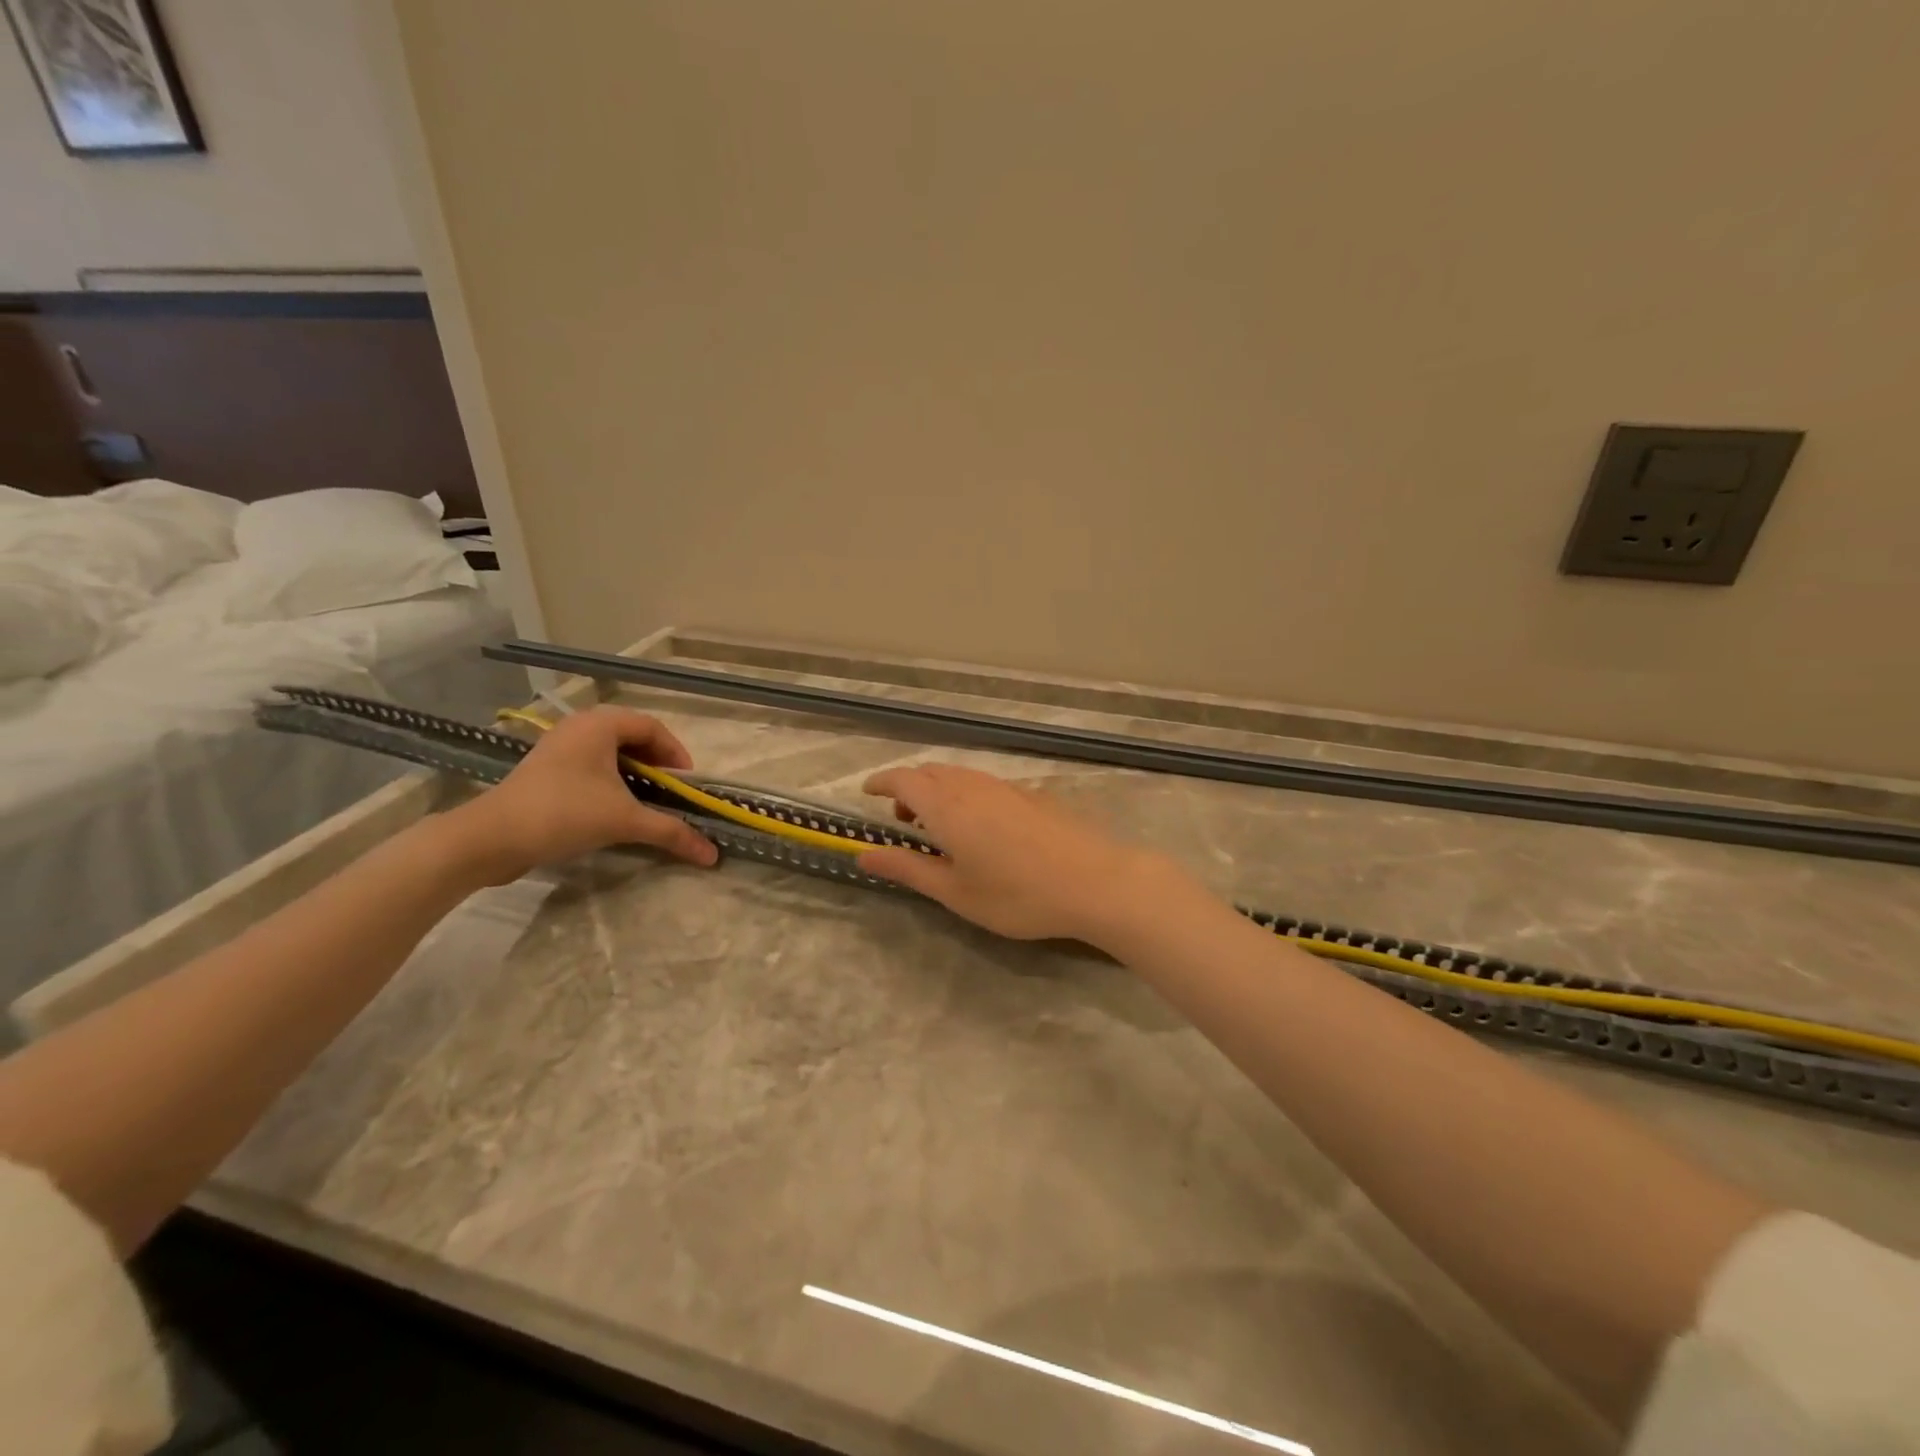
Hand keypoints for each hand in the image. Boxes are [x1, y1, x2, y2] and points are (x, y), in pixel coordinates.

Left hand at [448, 708, 718, 883]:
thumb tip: (713, 855)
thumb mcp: (625, 821)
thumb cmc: (564, 813)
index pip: (653, 728)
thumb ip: (671, 832)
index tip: (688, 783)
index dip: (676, 754)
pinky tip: (614, 806)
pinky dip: (610, 779)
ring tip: (646, 799)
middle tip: (670, 790)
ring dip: (634, 772)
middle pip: (632, 736)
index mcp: (600, 724)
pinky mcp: (545, 768)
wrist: (490, 838)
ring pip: (610, 751)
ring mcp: (558, 746)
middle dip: (656, 762)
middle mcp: (579, 726)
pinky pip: (590, 764)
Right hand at [858, 763, 1179, 944]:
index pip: (903, 780)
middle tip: (902, 821)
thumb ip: (907, 869)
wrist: (1095, 881)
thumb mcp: (955, 891)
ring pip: (959, 776)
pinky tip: (982, 828)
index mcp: (946, 807)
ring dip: (938, 791)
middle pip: (930, 772)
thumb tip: (862, 854)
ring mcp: (1006, 787)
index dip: (881, 782)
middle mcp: (973, 786)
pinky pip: (985, 784)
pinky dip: (966, 795)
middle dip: (908, 789)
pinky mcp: (1032, 794)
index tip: (867, 792)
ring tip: (940, 828)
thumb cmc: (1017, 894)